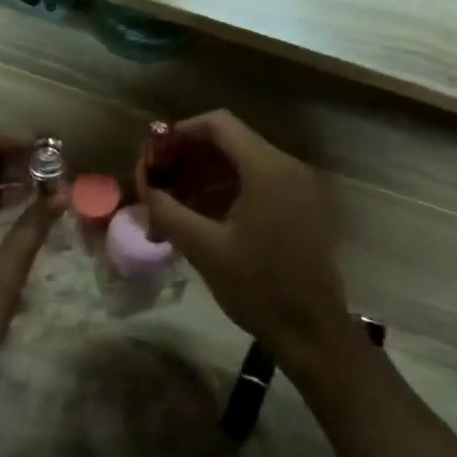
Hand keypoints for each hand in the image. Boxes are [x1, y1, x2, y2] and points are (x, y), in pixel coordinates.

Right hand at [139, 110, 353, 366]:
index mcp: (268, 169)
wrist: (313, 331)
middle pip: (231, 144)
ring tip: (172, 209)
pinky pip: (261, 187)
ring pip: (244, 167)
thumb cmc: (258, 288)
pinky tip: (201, 221)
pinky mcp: (305, 209)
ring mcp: (301, 188)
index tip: (154, 156)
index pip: (219, 125)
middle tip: (157, 185)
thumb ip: (168, 210)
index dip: (181, 133)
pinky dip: (229, 195)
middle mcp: (289, 168)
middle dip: (189, 161)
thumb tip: (143, 187)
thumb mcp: (204, 249)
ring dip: (205, 180)